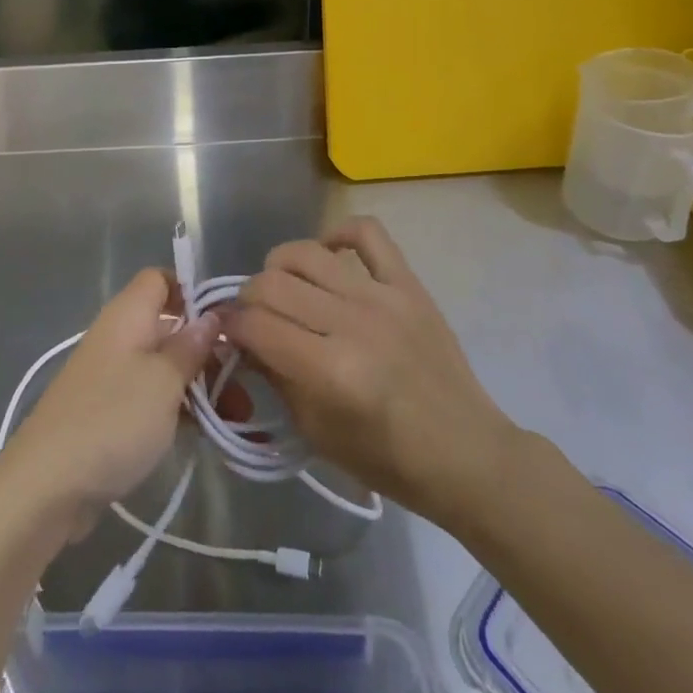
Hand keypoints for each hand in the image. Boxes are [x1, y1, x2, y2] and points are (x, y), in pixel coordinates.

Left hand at [0, 268, 219, 539]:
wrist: (46, 485)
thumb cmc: (113, 419)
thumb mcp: (164, 381)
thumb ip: (191, 347)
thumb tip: (211, 318)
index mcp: (128, 315)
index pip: (161, 279)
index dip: (192, 292)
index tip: (225, 322)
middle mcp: (120, 336)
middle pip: (171, 327)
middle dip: (209, 351)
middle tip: (246, 383)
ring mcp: (113, 376)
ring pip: (166, 367)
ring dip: (201, 386)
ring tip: (238, 417)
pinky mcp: (110, 412)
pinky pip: (152, 398)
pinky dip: (179, 410)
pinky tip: (208, 434)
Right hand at [223, 217, 515, 526]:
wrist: (466, 453)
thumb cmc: (388, 459)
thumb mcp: (317, 432)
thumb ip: (275, 377)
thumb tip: (241, 338)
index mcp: (331, 372)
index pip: (257, 326)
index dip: (230, 326)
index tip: (227, 332)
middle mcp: (353, 324)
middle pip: (273, 283)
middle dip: (248, 298)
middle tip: (253, 316)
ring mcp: (383, 297)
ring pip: (308, 253)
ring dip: (280, 266)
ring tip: (283, 286)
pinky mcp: (409, 283)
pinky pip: (368, 233)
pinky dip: (338, 233)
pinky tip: (328, 254)